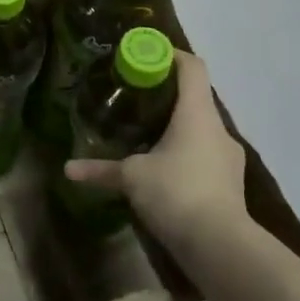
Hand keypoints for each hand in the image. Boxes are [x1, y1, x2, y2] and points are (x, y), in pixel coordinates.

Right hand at [63, 52, 246, 250]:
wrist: (221, 246)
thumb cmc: (177, 193)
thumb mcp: (133, 178)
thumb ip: (101, 170)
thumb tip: (68, 169)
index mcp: (197, 114)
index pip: (192, 67)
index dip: (170, 54)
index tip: (146, 54)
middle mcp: (218, 128)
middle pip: (195, 97)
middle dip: (166, 95)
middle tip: (135, 98)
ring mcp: (229, 157)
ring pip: (201, 129)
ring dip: (177, 127)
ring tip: (146, 136)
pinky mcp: (230, 183)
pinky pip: (205, 155)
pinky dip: (185, 154)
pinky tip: (164, 171)